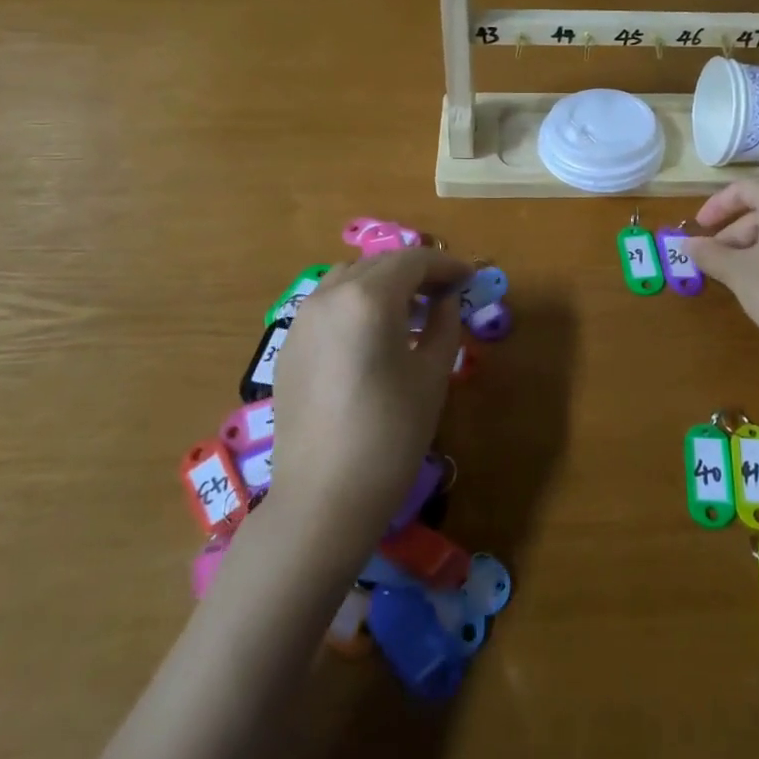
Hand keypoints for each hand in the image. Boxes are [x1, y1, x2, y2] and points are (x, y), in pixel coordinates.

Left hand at [268, 247, 472, 547]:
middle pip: (379, 264)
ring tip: (410, 312)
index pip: (413, 261)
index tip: (470, 277)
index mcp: (368, 298)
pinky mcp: (288, 346)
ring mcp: (302, 320)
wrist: (324, 497)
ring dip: (383, 283)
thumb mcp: (432, 374)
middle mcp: (329, 296)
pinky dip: (356, 303)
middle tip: (446, 293)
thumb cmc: (391, 433)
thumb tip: (446, 300)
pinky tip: (373, 335)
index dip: (446, 264)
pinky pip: (327, 305)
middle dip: (416, 271)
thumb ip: (444, 324)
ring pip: (348, 279)